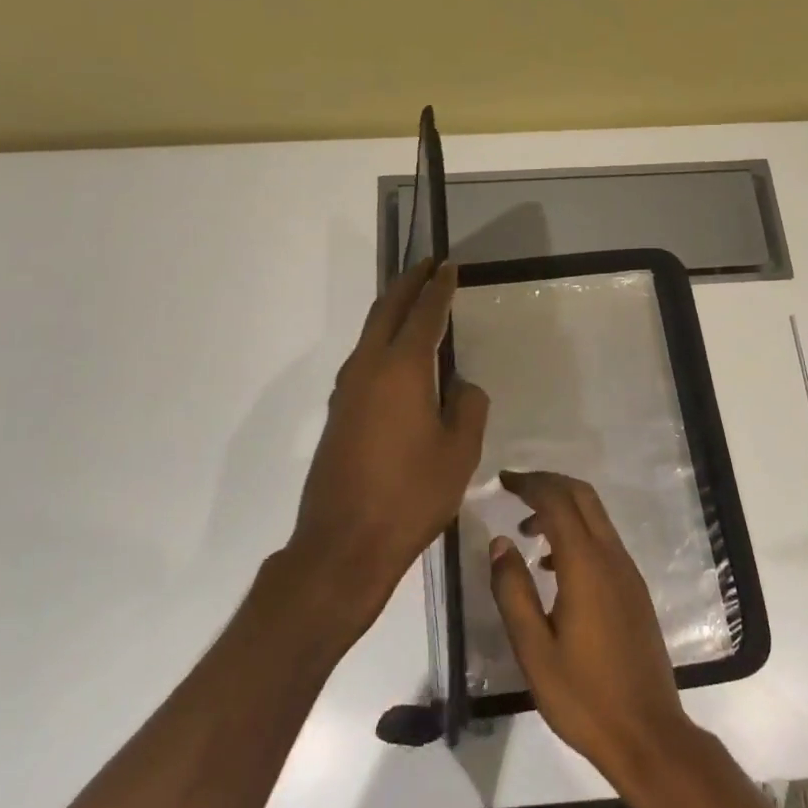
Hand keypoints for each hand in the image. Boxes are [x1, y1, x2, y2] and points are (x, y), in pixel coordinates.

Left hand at [283, 260, 489, 649]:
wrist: (344, 543)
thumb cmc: (411, 495)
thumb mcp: (460, 452)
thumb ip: (469, 407)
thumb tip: (461, 386)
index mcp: (402, 369)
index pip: (424, 314)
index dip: (439, 288)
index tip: (449, 266)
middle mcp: (368, 368)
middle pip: (387, 311)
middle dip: (408, 283)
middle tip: (427, 264)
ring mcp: (347, 391)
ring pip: (370, 334)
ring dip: (392, 311)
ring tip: (414, 302)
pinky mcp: (339, 414)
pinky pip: (365, 361)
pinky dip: (383, 342)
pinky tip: (399, 357)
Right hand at [489, 470, 699, 787]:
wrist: (647, 733)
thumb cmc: (583, 696)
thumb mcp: (534, 649)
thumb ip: (513, 592)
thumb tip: (499, 543)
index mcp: (586, 566)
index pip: (558, 503)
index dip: (530, 484)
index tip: (502, 481)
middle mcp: (612, 559)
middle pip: (583, 497)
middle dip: (549, 484)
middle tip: (514, 489)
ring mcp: (628, 574)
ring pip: (596, 518)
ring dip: (563, 509)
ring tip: (525, 530)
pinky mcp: (635, 591)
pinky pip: (604, 542)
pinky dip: (577, 534)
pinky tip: (552, 567)